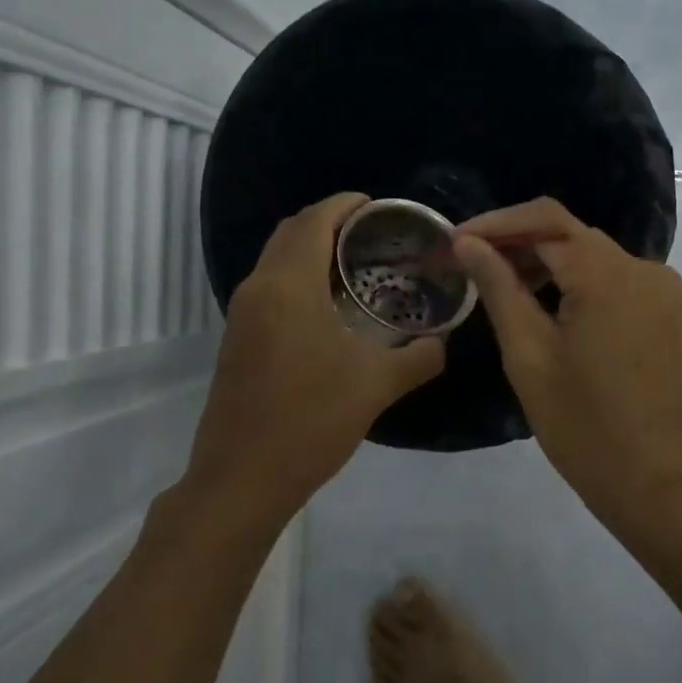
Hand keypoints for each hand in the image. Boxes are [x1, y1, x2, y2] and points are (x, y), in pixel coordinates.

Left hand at [183, 192, 445, 523]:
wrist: (242, 478)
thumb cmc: (311, 421)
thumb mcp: (376, 386)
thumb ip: (419, 357)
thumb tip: (444, 342)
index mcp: (288, 286)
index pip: (314, 220)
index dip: (345, 205)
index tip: (378, 207)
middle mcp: (258, 289)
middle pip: (290, 233)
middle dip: (329, 222)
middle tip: (373, 235)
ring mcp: (241, 316)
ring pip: (276, 261)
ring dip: (311, 251)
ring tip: (356, 267)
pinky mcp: (237, 341)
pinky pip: (270, 289)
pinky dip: (298, 279)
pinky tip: (329, 310)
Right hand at [452, 198, 681, 538]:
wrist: (656, 484)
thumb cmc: (582, 427)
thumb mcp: (528, 356)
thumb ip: (499, 289)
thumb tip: (467, 243)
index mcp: (608, 276)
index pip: (546, 221)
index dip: (496, 224)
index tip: (455, 242)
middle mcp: (643, 269)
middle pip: (570, 234)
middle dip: (518, 242)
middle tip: (469, 266)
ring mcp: (661, 290)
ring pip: (591, 255)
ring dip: (545, 262)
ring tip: (499, 285)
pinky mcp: (666, 312)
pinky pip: (612, 279)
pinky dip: (575, 282)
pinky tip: (544, 305)